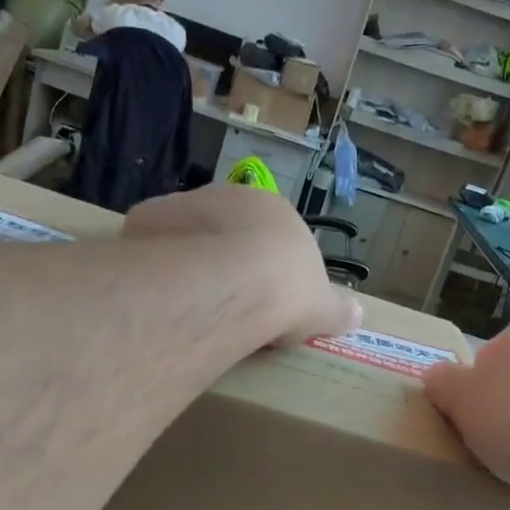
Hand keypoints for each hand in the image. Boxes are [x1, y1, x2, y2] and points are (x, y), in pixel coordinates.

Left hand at [124, 185, 360, 345]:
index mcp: (275, 209)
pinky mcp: (150, 217)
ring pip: (186, 232)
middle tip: (220, 301)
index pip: (268, 234)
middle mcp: (230, 195)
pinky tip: (156, 292)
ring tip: (186, 300)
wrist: (233, 283)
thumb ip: (339, 309)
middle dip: (222, 258)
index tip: (258, 298)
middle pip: (224, 228)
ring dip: (185, 258)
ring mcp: (187, 202)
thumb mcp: (323, 308)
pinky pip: (150, 241)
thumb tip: (359, 314)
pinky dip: (152, 262)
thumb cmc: (287, 290)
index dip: (263, 266)